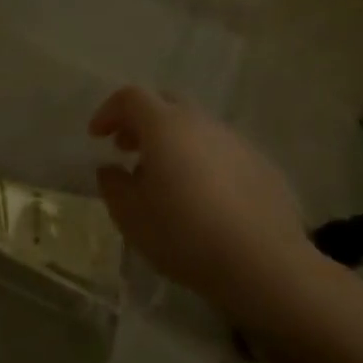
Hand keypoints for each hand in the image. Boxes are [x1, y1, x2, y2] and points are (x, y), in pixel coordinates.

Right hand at [89, 88, 323, 328]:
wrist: (264, 264)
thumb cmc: (184, 234)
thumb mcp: (129, 215)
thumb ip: (112, 184)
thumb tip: (112, 169)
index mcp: (165, 125)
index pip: (130, 97)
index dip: (109, 111)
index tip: (97, 137)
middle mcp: (201, 123)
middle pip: (166, 105)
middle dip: (141, 123)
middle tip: (127, 150)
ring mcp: (237, 143)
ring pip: (196, 129)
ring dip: (174, 144)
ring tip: (165, 180)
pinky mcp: (263, 167)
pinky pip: (222, 153)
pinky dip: (203, 163)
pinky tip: (204, 199)